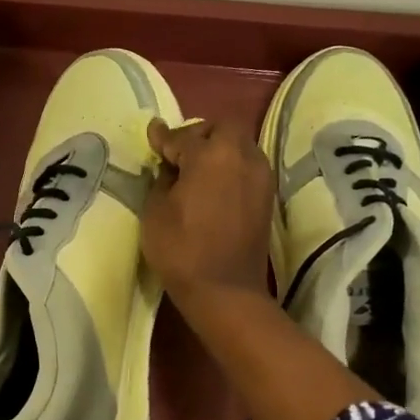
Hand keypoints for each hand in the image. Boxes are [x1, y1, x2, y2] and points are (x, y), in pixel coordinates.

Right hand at [141, 117, 275, 302]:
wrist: (224, 291)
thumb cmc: (181, 249)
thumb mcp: (156, 210)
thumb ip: (162, 178)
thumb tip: (170, 165)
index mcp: (212, 155)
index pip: (184, 136)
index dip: (164, 137)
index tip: (152, 134)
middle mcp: (243, 156)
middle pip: (223, 128)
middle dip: (199, 134)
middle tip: (179, 152)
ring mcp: (260, 177)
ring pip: (240, 146)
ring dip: (219, 149)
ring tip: (196, 169)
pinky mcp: (266, 197)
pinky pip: (247, 167)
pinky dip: (230, 168)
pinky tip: (213, 185)